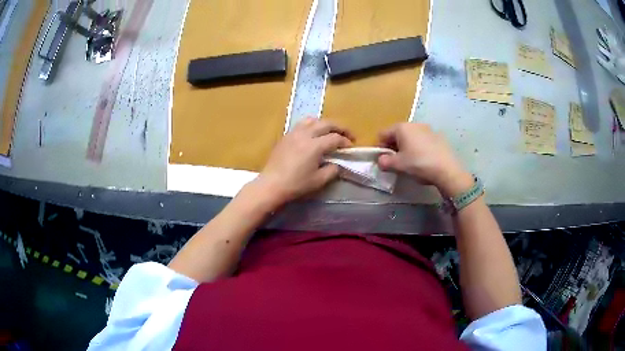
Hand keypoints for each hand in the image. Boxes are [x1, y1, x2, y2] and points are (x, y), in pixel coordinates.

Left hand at [256, 118, 352, 205]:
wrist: (271, 184)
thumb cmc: (296, 184)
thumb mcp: (318, 181)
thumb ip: (332, 170)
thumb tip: (337, 164)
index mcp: (315, 145)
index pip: (335, 138)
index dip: (345, 142)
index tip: (350, 147)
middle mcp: (305, 134)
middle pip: (326, 123)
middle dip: (340, 128)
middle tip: (348, 135)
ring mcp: (294, 133)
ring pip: (312, 120)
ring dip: (325, 124)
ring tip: (330, 131)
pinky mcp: (286, 136)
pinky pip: (302, 124)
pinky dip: (312, 125)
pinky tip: (313, 135)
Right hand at [377, 123, 472, 196]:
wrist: (447, 170)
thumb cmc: (418, 164)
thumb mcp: (398, 165)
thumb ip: (385, 162)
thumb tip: (381, 161)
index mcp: (401, 127)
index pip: (383, 134)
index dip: (379, 147)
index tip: (382, 160)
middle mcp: (414, 124)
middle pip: (397, 134)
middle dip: (394, 146)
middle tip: (395, 162)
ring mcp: (428, 129)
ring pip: (411, 137)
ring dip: (407, 147)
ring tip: (410, 162)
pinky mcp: (439, 137)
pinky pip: (423, 141)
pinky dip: (419, 148)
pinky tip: (423, 160)